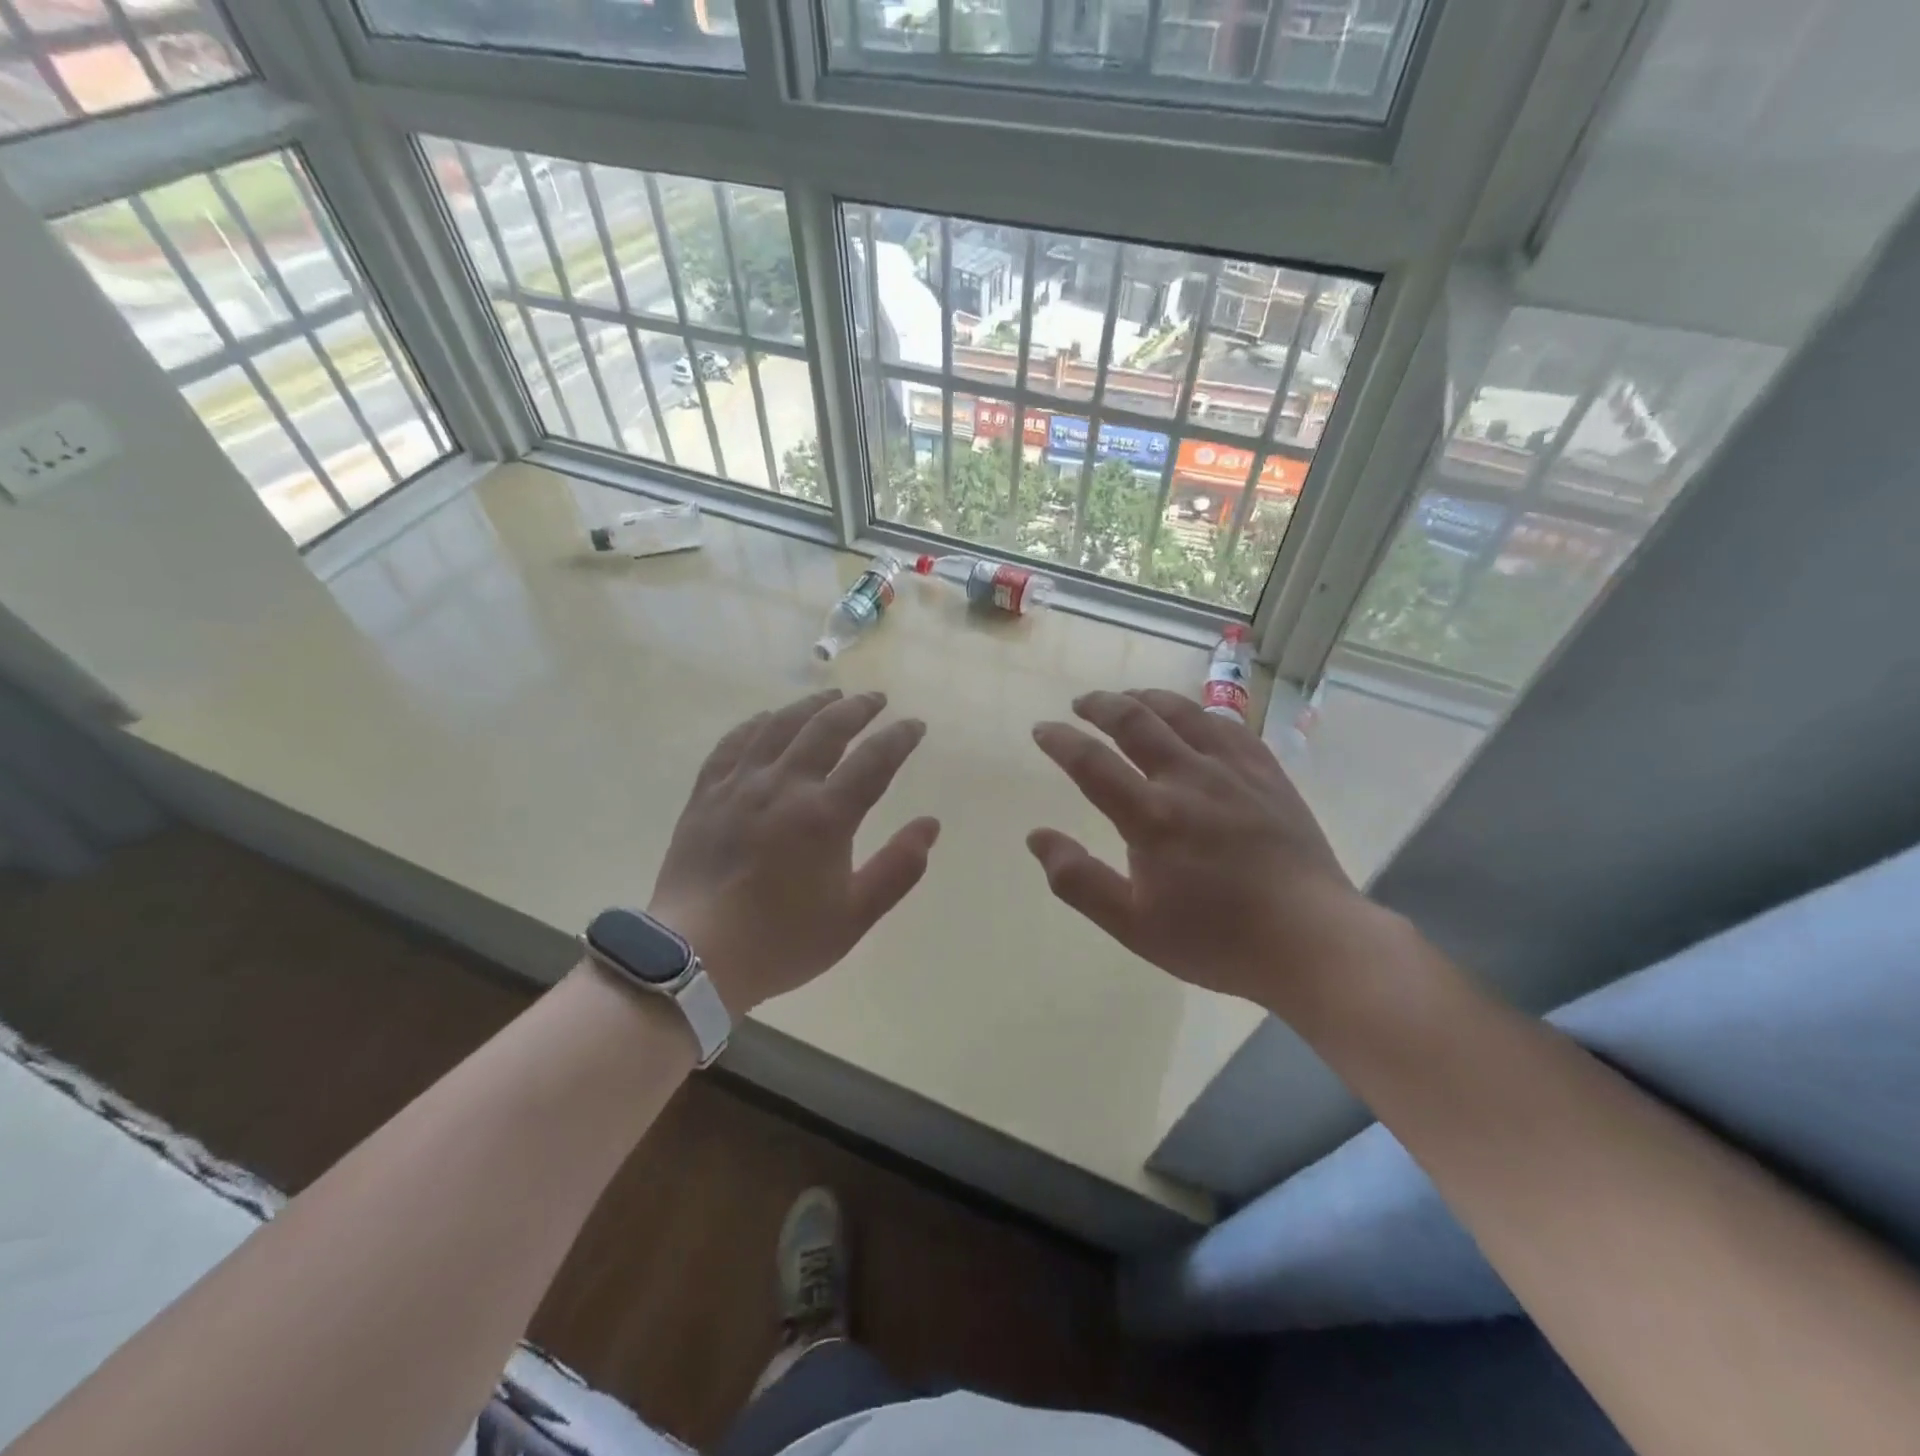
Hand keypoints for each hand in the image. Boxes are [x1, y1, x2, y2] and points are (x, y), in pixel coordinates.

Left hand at [649, 690, 939, 1013]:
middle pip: (826, 729)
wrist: (694, 957)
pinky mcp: (706, 794)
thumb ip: (898, 869)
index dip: (899, 738)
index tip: (915, 725)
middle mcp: (784, 786)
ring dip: (810, 705)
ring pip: (779, 726)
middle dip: (857, 708)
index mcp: (825, 816)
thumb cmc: (782, 941)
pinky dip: (755, 724)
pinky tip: (766, 718)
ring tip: (830, 695)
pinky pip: (733, 743)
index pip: (874, 760)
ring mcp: (740, 786)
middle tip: (877, 699)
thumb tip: (930, 825)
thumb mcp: (854, 916)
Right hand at [1028, 688, 1381, 1010]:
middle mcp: (1189, 779)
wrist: (1312, 941)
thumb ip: (1078, 880)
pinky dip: (1199, 713)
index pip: (1091, 763)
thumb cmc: (1216, 939)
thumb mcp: (1133, 925)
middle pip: (1136, 722)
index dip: (1060, 741)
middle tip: (1081, 703)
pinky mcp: (1268, 774)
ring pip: (1183, 714)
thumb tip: (1036, 836)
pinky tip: (1193, 717)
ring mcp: (1234, 771)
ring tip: (1128, 698)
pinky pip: (1228, 726)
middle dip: (1101, 706)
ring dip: (1147, 699)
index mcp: (1151, 817)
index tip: (1042, 730)